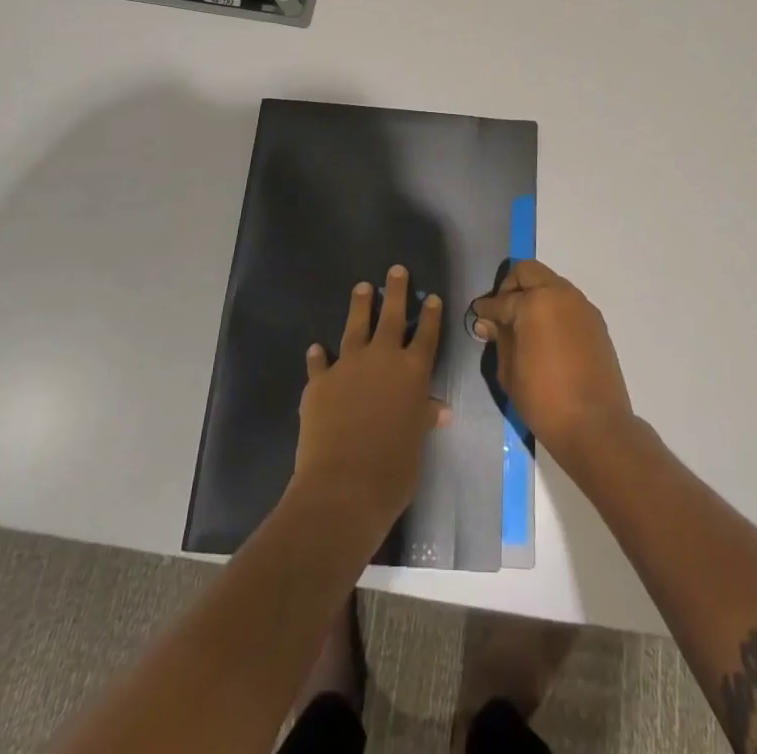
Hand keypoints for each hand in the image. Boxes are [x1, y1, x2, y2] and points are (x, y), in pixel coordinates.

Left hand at [294, 265, 450, 539]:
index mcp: (412, 372)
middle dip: (395, 291)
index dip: (430, 315)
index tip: (432, 297)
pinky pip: (320, 362)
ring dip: (359, 306)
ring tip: (361, 288)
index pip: (425, 335)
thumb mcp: (416, 444)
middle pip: (391, 316)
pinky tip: (317, 348)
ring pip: (355, 326)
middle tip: (395, 270)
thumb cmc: (393, 469)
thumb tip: (439, 409)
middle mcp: (382, 359)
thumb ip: (422, 419)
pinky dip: (319, 355)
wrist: (343, 486)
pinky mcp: (319, 381)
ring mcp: (348, 366)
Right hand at [471, 259, 633, 460]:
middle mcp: (560, 294)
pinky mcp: (596, 322)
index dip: (486, 309)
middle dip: (510, 287)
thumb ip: (499, 339)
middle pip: (528, 272)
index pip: (501, 299)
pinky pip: (568, 302)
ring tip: (524, 325)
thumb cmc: (544, 400)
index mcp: (535, 303)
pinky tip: (546, 335)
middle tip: (501, 312)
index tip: (478, 316)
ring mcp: (582, 306)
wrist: (596, 426)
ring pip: (551, 283)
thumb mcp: (509, 371)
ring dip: (535, 295)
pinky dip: (553, 309)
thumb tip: (488, 323)